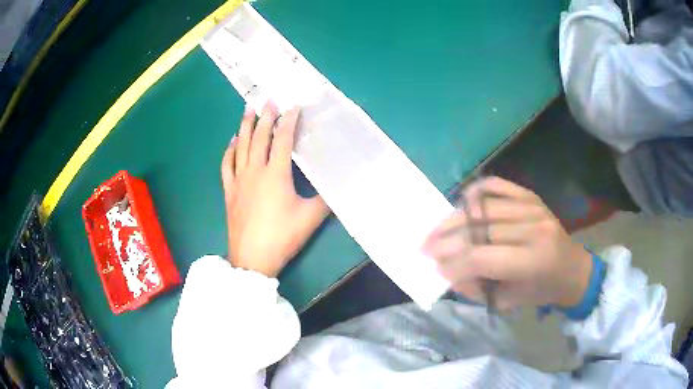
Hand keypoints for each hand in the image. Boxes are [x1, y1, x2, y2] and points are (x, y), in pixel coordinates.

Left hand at [221, 102, 328, 276]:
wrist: (253, 258)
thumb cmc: (282, 236)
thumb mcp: (311, 218)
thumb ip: (326, 199)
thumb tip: (340, 185)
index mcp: (276, 174)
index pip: (283, 139)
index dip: (288, 121)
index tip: (293, 106)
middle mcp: (255, 171)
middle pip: (259, 137)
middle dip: (264, 116)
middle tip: (268, 100)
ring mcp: (239, 180)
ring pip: (240, 146)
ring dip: (244, 126)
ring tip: (247, 110)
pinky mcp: (229, 191)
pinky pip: (226, 165)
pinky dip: (229, 150)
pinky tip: (232, 141)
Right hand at [423, 177, 591, 309]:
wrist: (571, 267)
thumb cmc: (541, 289)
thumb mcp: (509, 300)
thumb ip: (477, 287)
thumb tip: (448, 272)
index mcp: (532, 261)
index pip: (483, 258)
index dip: (454, 263)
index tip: (436, 268)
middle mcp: (533, 229)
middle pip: (480, 229)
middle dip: (447, 240)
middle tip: (425, 247)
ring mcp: (532, 207)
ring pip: (484, 207)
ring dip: (455, 218)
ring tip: (436, 229)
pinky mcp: (530, 195)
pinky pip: (498, 184)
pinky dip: (476, 191)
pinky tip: (462, 202)